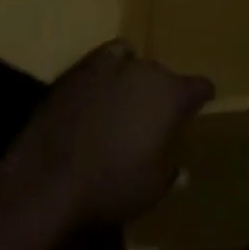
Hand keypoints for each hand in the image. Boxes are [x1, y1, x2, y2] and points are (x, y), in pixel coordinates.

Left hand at [0, 41, 213, 229]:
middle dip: (163, 94)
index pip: (200, 86)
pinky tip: (103, 85)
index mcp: (172, 96)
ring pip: (136, 65)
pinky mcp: (82, 67)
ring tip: (125, 106)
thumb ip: (169, 173)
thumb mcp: (150, 192)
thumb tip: (179, 167)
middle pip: (165, 76)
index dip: (202, 97)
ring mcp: (114, 64)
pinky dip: (111, 67)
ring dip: (135, 83)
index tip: (201, 105)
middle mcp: (148, 70)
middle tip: (153, 120)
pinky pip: (108, 57)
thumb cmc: (108, 188)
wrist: (46, 179)